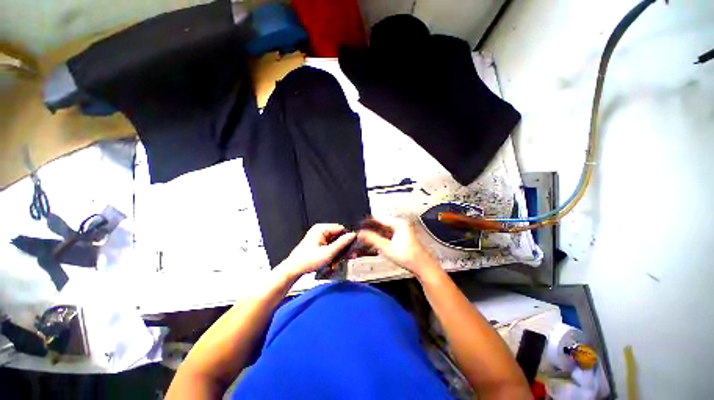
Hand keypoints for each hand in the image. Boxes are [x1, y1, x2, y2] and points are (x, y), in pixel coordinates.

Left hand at [281, 224, 356, 276]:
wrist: (294, 269)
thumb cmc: (307, 261)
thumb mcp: (328, 253)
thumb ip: (342, 243)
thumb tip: (352, 235)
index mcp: (321, 228)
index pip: (341, 229)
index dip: (348, 238)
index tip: (353, 246)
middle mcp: (320, 230)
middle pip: (338, 235)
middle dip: (344, 246)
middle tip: (349, 255)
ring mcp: (319, 237)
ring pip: (335, 241)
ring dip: (339, 251)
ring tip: (341, 260)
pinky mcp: (318, 243)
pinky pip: (330, 245)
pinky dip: (333, 252)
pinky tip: (335, 260)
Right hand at [357, 218, 439, 278]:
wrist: (423, 267)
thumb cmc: (408, 256)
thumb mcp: (387, 247)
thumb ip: (372, 239)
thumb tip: (361, 233)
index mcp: (398, 223)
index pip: (378, 219)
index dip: (367, 222)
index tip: (358, 225)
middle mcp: (400, 225)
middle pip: (381, 226)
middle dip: (370, 230)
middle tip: (359, 234)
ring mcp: (401, 232)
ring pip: (383, 232)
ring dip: (374, 236)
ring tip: (364, 240)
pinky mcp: (402, 240)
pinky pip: (387, 237)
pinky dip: (380, 240)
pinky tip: (373, 245)